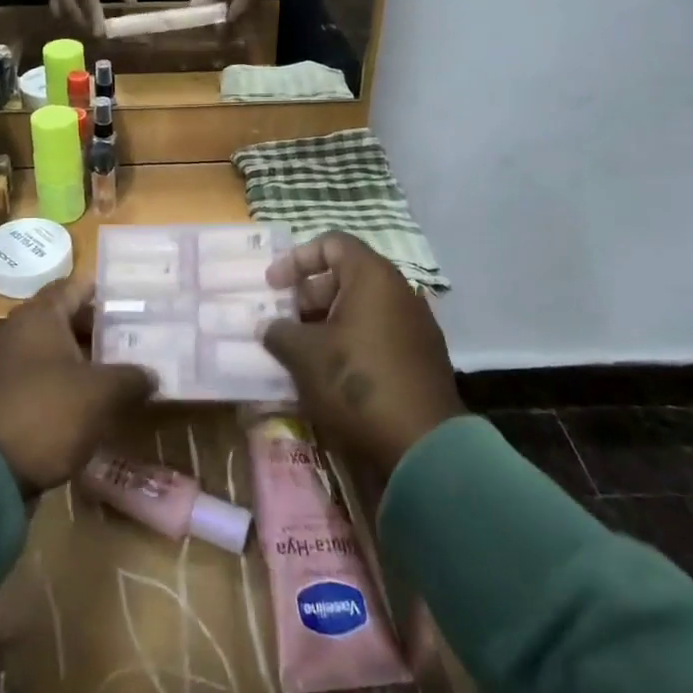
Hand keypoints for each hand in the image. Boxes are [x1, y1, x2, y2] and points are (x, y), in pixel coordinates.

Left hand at [0, 279, 157, 496]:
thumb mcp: (100, 394)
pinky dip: (68, 386)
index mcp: (40, 316)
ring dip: (86, 360)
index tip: (135, 296)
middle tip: (137, 336)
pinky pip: (44, 381)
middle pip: (66, 319)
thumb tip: (151, 374)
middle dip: (100, 328)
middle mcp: (19, 332)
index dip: (105, 290)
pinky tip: (94, 404)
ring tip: (123, 371)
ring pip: (55, 352)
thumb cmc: (46, 413)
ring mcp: (8, 366)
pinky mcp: (4, 399)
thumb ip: (131, 378)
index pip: (76, 286)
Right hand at [44, 0, 135, 36]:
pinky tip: (79, 21)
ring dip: (76, 23)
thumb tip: (130, 1)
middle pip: (71, 8)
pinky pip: (56, 9)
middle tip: (100, 34)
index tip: (101, 31)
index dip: (93, 14)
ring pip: (62, 12)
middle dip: (85, 23)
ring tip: (91, 29)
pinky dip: (67, 17)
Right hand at [262, 232, 465, 478]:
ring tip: (299, 351)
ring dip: (326, 323)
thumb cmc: (356, 384)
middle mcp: (399, 293)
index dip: (297, 259)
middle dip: (308, 295)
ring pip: (361, 309)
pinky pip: (377, 336)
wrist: (423, 449)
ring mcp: (415, 327)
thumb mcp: (304, 355)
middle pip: (346, 276)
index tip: (273, 287)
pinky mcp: (421, 360)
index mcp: (373, 278)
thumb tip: (269, 327)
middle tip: (282, 322)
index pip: (332, 243)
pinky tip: (328, 374)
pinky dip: (349, 344)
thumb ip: (279, 331)